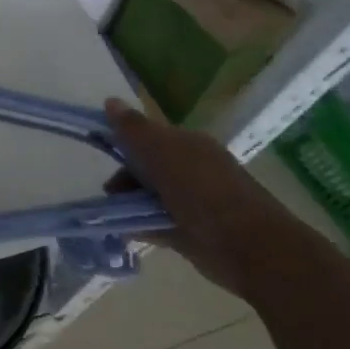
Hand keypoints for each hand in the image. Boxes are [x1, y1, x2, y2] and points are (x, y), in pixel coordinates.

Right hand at [103, 98, 311, 300]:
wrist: (248, 247)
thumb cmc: (204, 192)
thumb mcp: (164, 153)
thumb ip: (134, 130)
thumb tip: (110, 101)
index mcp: (189, 145)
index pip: (148, 137)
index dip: (123, 144)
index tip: (101, 156)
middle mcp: (191, 170)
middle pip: (145, 168)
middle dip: (124, 180)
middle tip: (111, 195)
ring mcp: (191, 202)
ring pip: (148, 197)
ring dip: (128, 204)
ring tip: (113, 217)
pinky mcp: (189, 232)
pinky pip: (154, 223)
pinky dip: (138, 225)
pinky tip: (123, 231)